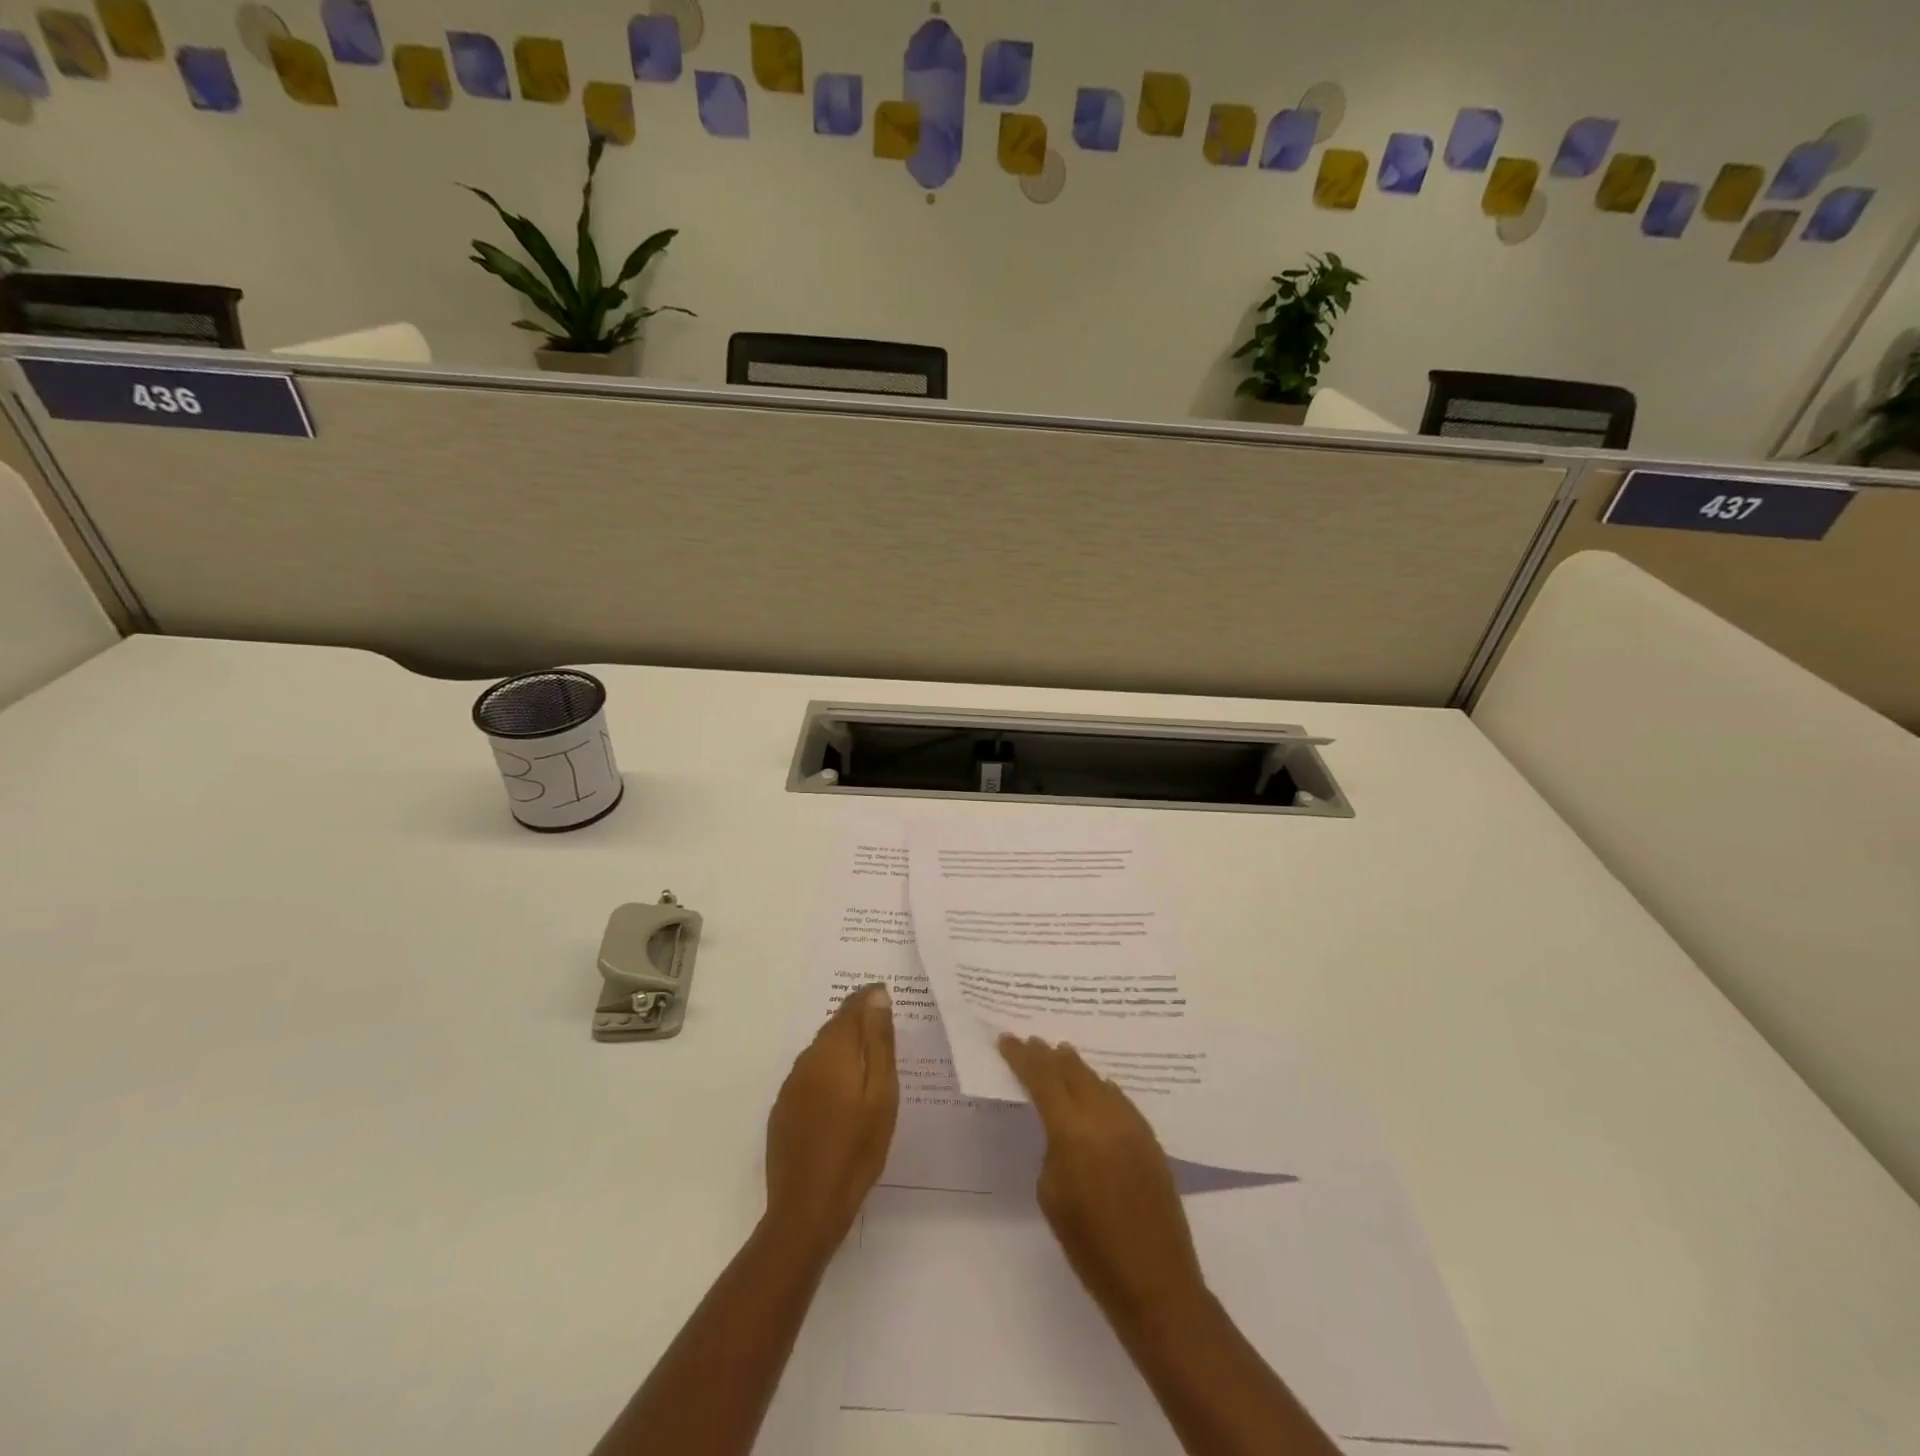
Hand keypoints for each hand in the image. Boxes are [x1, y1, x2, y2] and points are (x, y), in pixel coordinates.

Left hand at [764, 984, 897, 1253]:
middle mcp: (807, 1060)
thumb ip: (879, 1042)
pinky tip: (841, 1095)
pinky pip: (810, 1076)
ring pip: (821, 1052)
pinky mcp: (784, 1110)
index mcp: (833, 1051)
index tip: (887, 995)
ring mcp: (791, 1086)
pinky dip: (828, 1073)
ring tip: (868, 1062)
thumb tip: (876, 995)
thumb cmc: (856, 1149)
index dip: (869, 998)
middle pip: (834, 1028)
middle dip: (857, 1022)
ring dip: (842, 1048)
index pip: (851, 1008)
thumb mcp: (881, 1094)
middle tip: (884, 1028)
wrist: (807, 1208)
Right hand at [999, 1034, 1207, 1328]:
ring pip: (1098, 1081)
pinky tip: (1098, 1087)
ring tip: (1061, 1054)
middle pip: (1072, 1071)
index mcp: (1073, 1131)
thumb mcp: (1051, 1195)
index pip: (1042, 1079)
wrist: (1154, 1280)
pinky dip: (1101, 1088)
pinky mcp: (1150, 1139)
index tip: (1007, 1039)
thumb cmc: (1090, 1247)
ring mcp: (1131, 1125)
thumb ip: (1053, 1149)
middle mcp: (1104, 1117)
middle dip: (1048, 1056)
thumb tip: (1062, 1129)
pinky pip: (1119, 1100)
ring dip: (1076, 1068)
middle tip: (1032, 1042)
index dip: (1022, 1058)